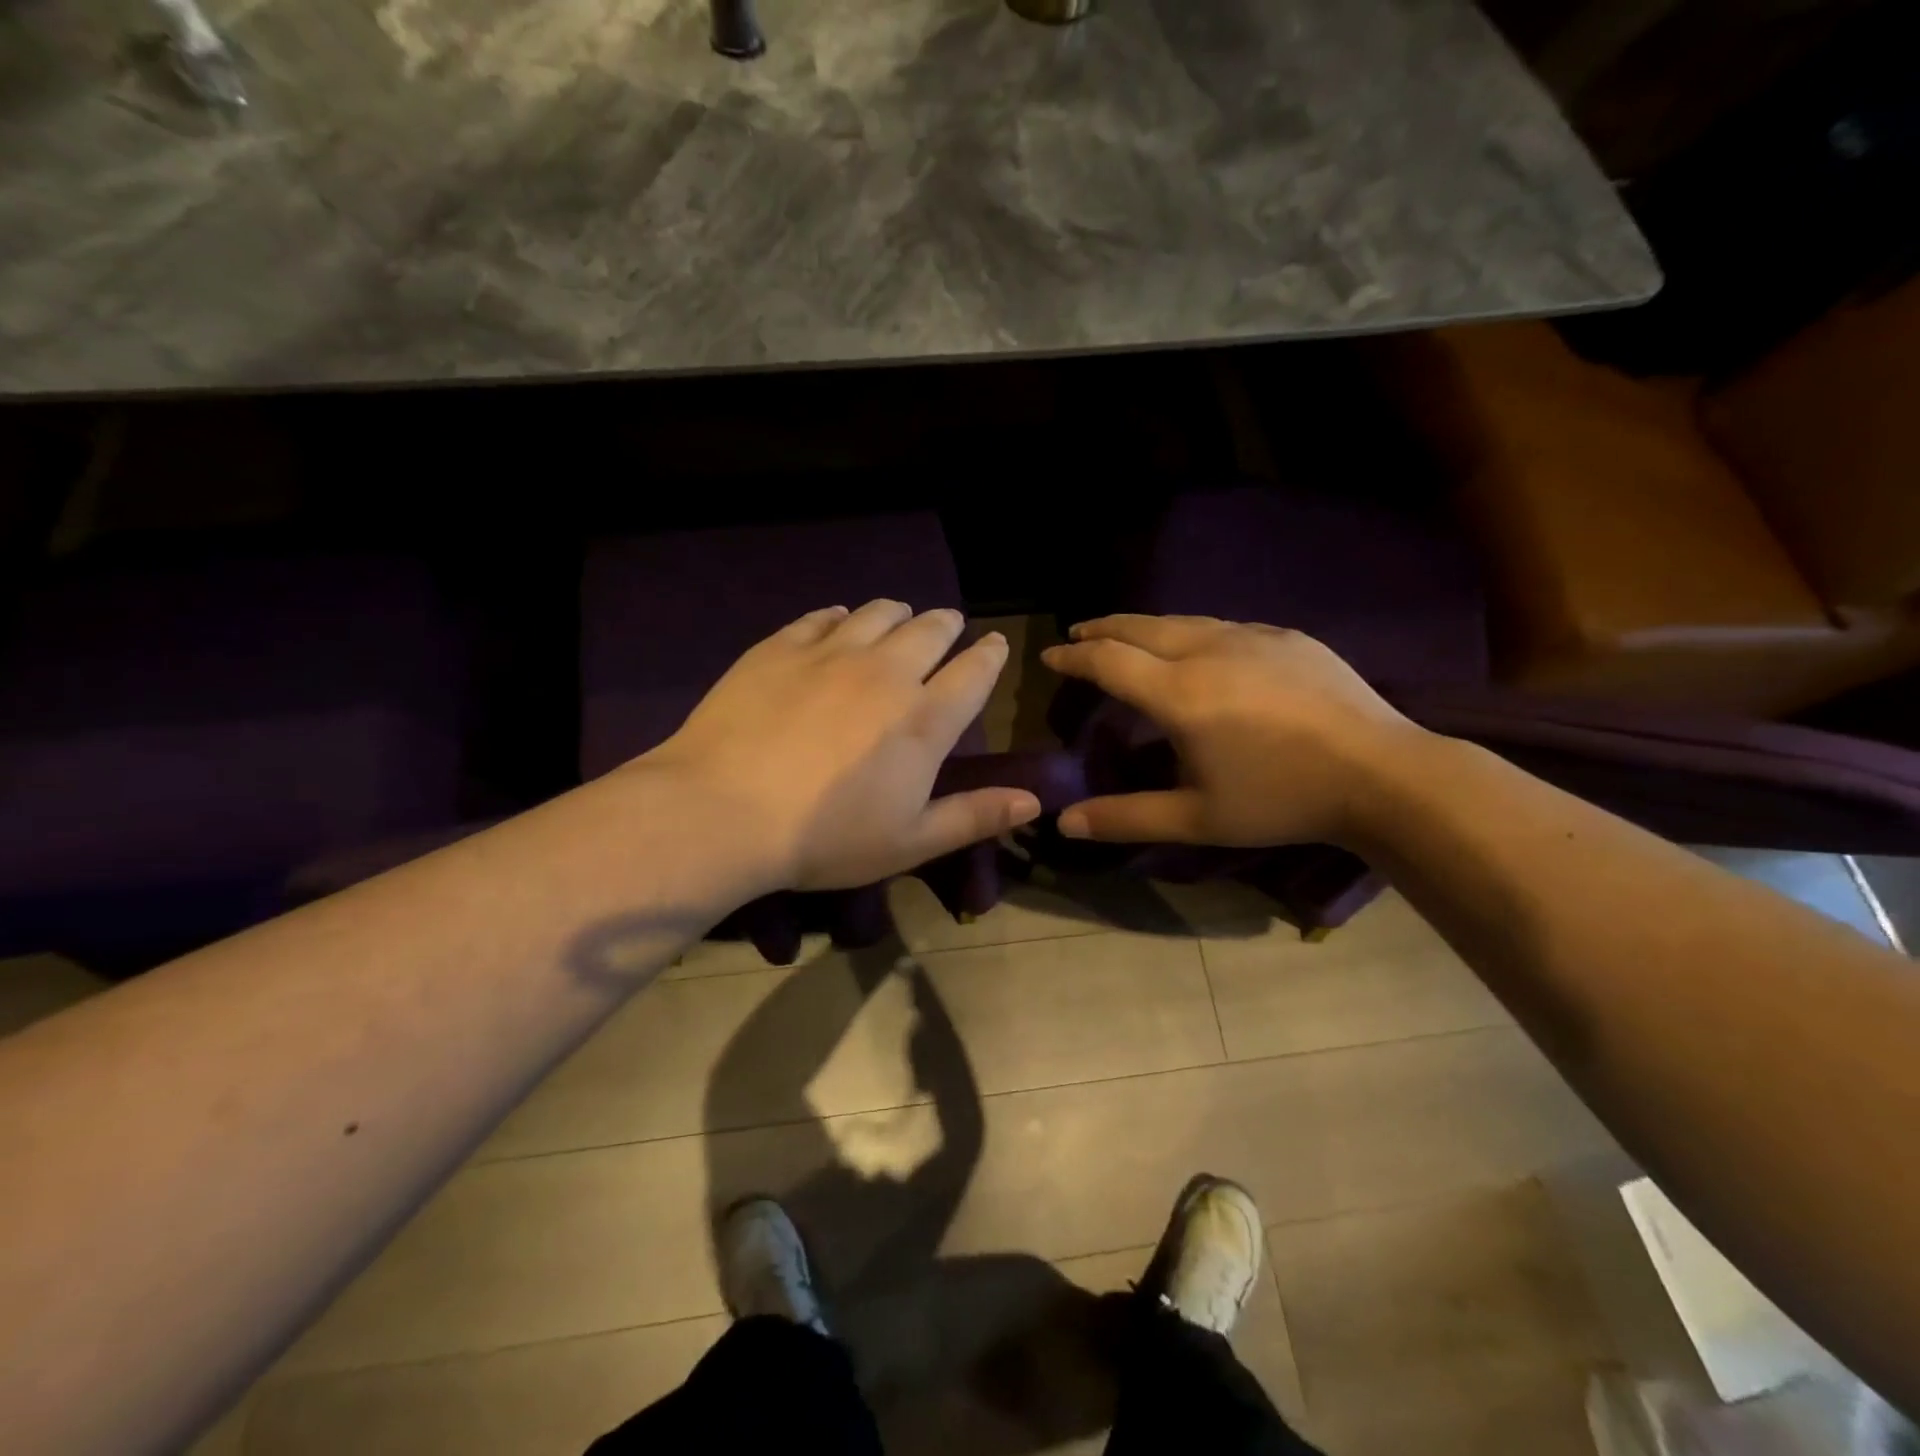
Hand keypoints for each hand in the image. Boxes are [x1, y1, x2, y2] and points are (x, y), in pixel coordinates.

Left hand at [640, 601, 1040, 892]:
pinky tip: (838, 622)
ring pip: (878, 612)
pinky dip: (840, 616)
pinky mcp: (780, 647)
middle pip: (929, 630)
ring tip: (900, 616)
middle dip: (947, 624)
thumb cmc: (824, 838)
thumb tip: (1036, 799)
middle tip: (949, 625)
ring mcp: (830, 653)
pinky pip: (821, 616)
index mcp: (923, 719)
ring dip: (898, 612)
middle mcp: (885, 672)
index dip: (989, 655)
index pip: (974, 672)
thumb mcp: (910, 841)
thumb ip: (975, 815)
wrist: (721, 811)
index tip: (994, 644)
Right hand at [1040, 615, 1425, 847]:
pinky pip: (1223, 626)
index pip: (1108, 661)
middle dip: (1102, 629)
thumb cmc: (1281, 800)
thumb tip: (1065, 823)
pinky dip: (1191, 631)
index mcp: (1180, 693)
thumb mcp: (1197, 819)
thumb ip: (1126, 817)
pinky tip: (1197, 646)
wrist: (1383, 773)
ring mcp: (1252, 637)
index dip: (1073, 657)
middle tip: (1078, 634)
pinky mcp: (1286, 636)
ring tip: (1126, 634)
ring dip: (1144, 626)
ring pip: (1182, 621)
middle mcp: (1208, 651)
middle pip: (1139, 627)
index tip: (1050, 655)